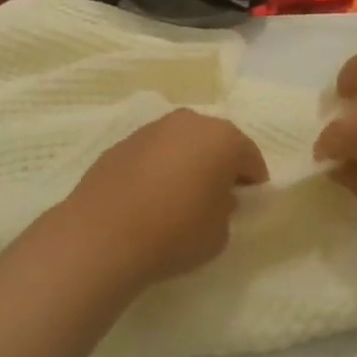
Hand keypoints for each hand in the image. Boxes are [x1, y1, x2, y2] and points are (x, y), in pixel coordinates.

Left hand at [54, 109, 268, 287]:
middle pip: (215, 142)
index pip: (250, 157)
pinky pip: (153, 153)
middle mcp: (188, 122)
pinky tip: (150, 196)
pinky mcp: (121, 143)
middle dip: (219, 165)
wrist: (103, 234)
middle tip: (217, 196)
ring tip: (180, 196)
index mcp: (222, 138)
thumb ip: (226, 208)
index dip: (253, 181)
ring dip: (187, 162)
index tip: (248, 203)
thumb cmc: (175, 232)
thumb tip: (215, 197)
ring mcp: (151, 129)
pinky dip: (158, 168)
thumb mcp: (220, 232)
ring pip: (181, 143)